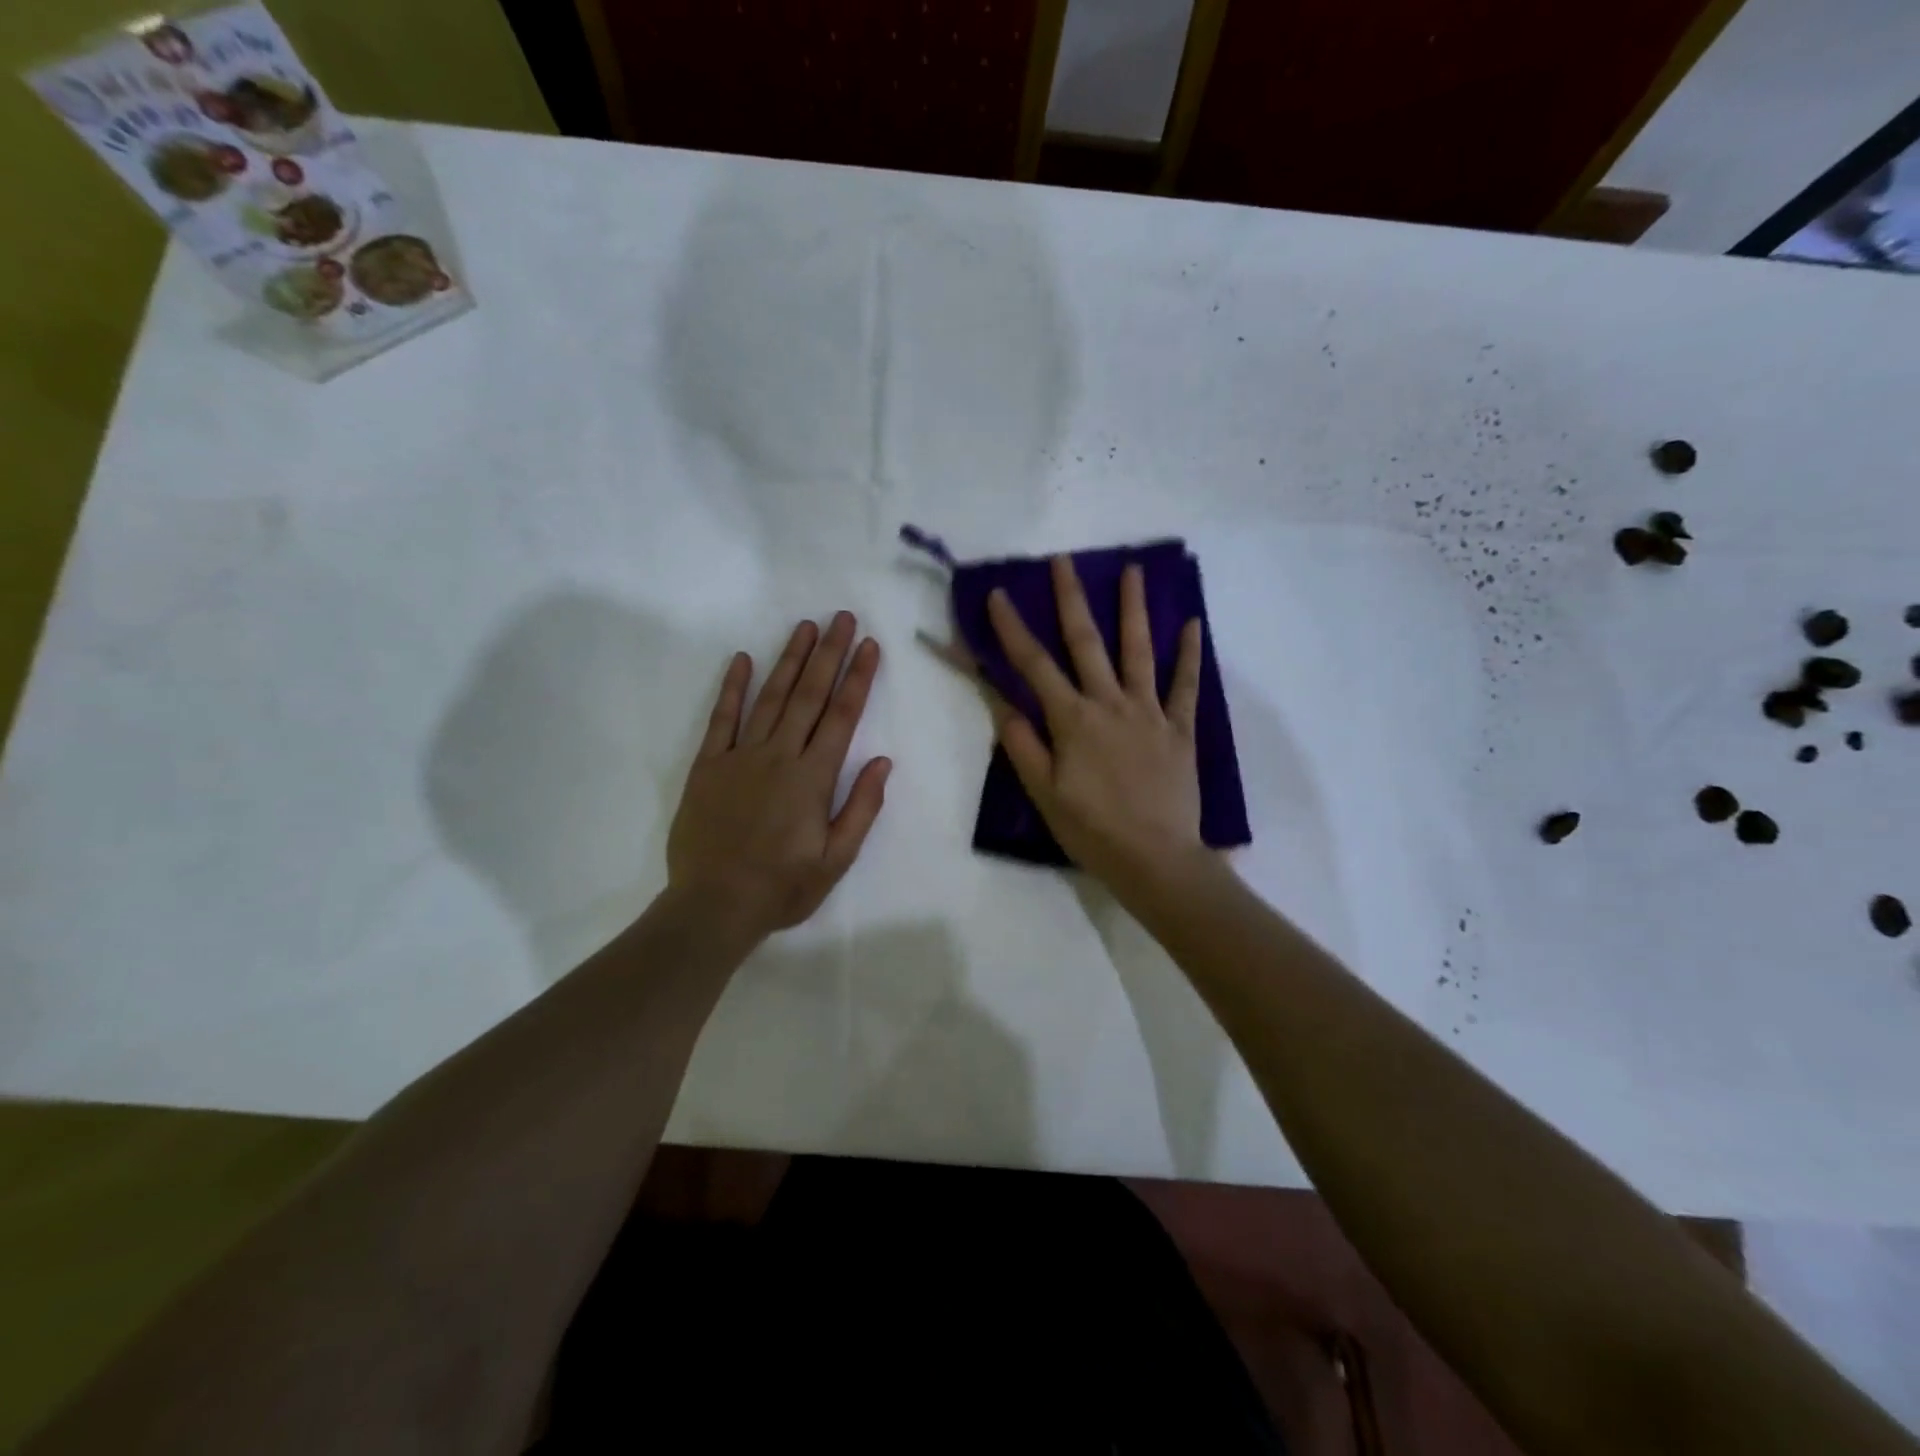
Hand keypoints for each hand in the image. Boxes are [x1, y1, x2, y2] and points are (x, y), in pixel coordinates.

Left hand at [667, 613, 890, 937]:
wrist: (714, 906)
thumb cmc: (783, 887)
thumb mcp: (837, 859)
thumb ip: (861, 808)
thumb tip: (883, 762)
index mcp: (813, 777)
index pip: (842, 716)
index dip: (857, 678)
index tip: (869, 645)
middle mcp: (779, 756)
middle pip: (809, 695)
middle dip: (828, 653)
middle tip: (841, 617)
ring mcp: (740, 756)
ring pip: (770, 697)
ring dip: (789, 659)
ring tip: (805, 626)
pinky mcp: (709, 766)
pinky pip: (722, 719)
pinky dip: (731, 688)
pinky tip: (742, 659)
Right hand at [987, 556, 1206, 898]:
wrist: (1156, 859)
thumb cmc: (1092, 830)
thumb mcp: (1044, 793)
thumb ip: (1024, 745)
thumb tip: (1004, 703)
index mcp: (1072, 721)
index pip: (1034, 666)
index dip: (1013, 629)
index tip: (998, 595)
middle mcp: (1110, 704)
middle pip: (1087, 643)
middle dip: (1071, 599)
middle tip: (1063, 560)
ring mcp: (1149, 713)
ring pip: (1139, 651)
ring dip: (1133, 609)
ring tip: (1132, 570)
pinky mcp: (1180, 729)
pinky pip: (1186, 686)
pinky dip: (1190, 655)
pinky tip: (1193, 624)